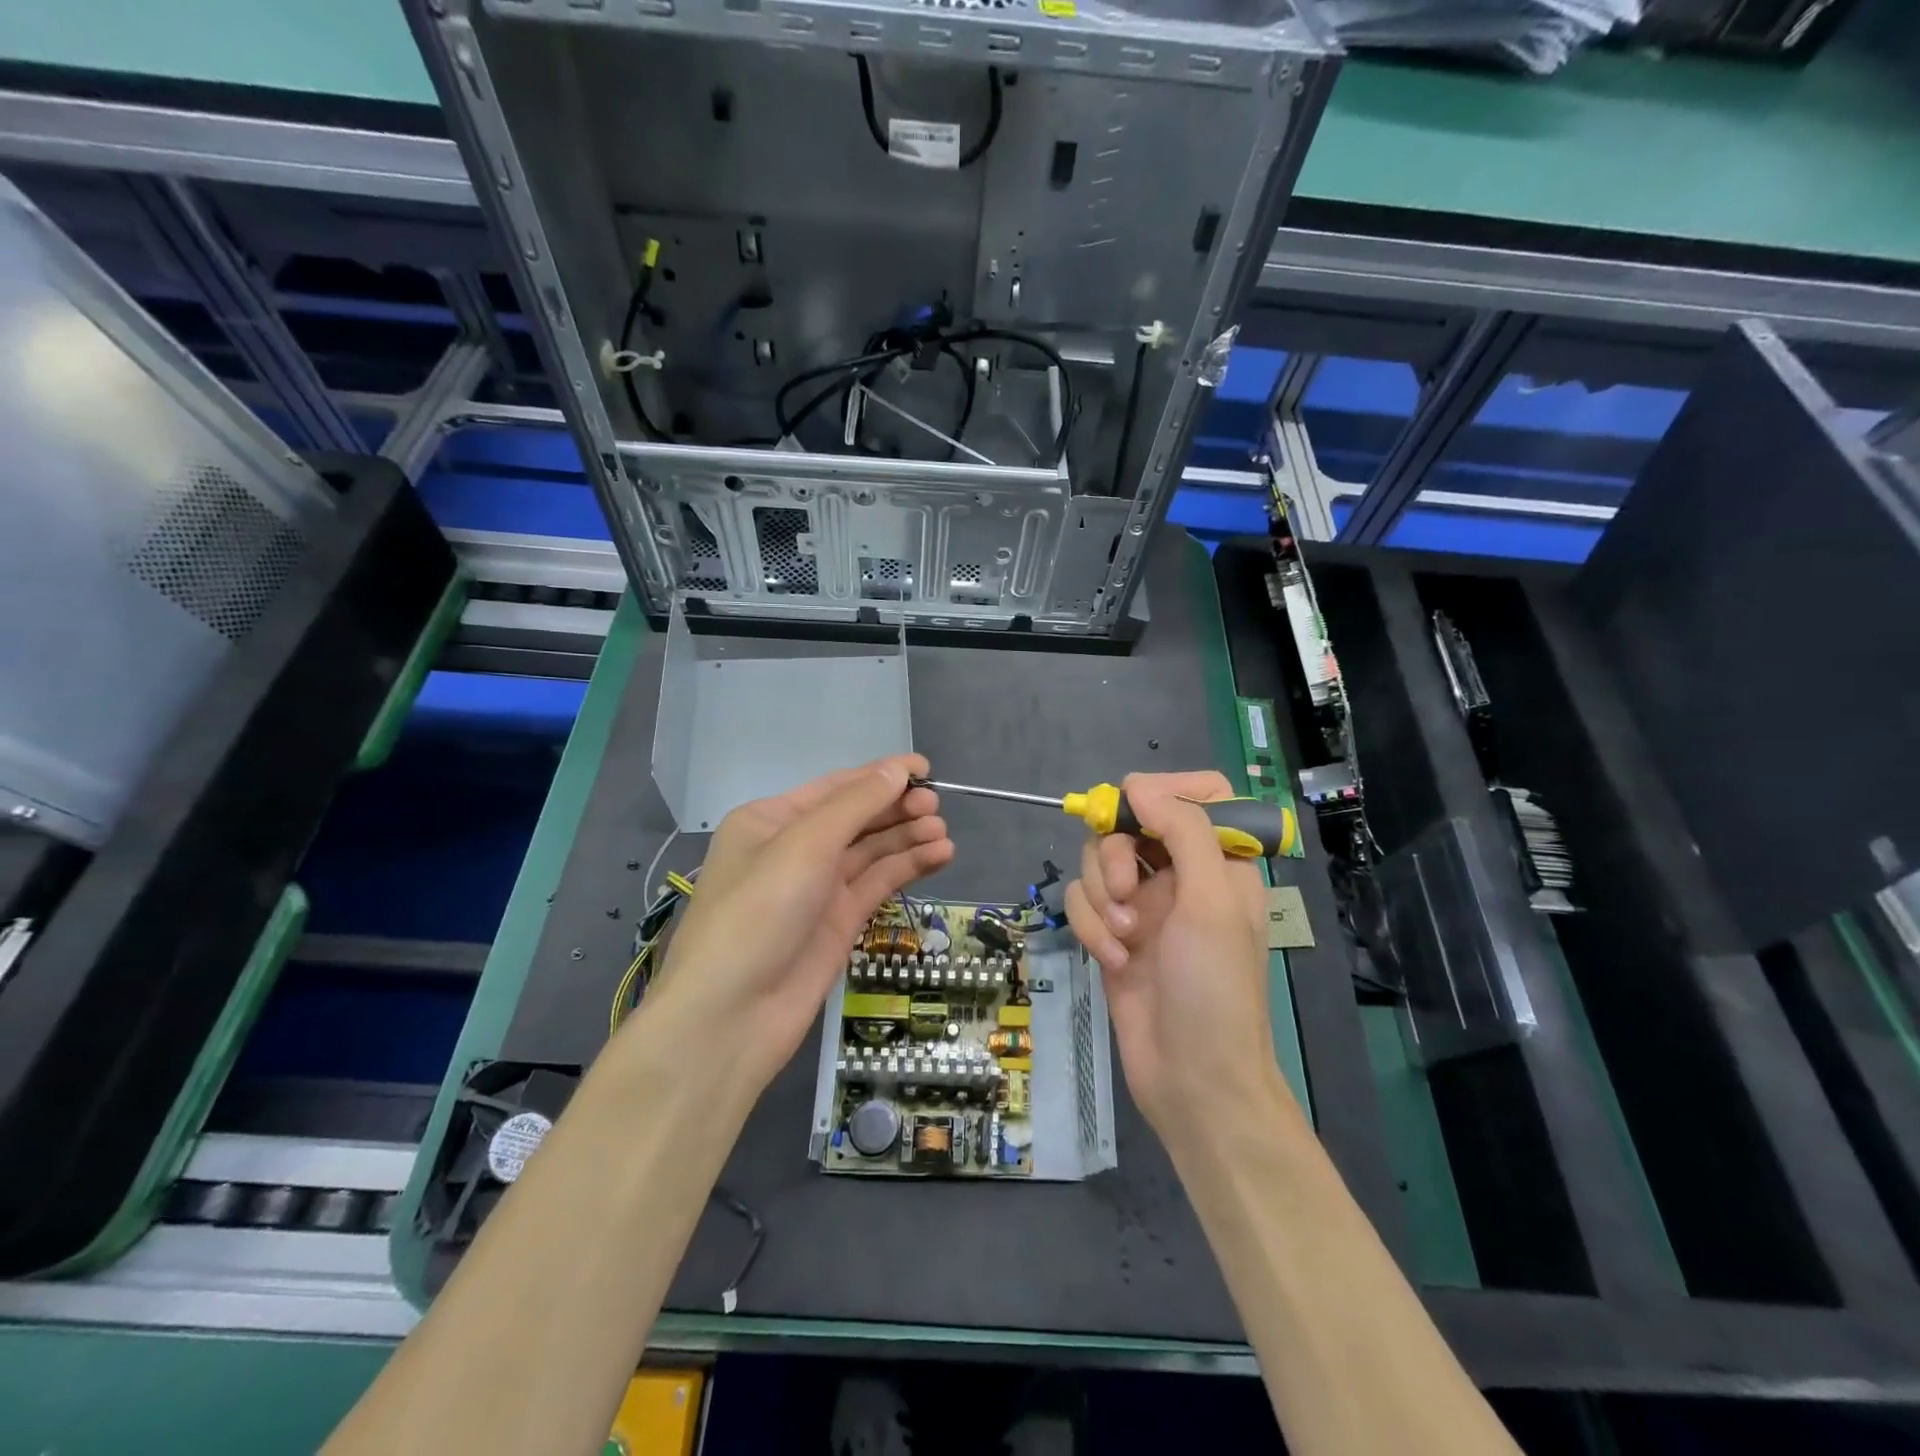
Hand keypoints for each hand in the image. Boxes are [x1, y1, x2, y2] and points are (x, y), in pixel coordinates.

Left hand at [639, 754, 952, 1091]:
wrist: (731, 1016)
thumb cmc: (758, 912)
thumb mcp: (804, 845)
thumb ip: (856, 804)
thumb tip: (899, 768)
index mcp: (771, 820)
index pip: (835, 787)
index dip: (881, 775)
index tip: (926, 769)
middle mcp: (794, 849)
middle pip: (856, 818)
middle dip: (896, 808)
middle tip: (936, 807)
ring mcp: (817, 888)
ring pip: (870, 852)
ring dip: (906, 838)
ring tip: (943, 834)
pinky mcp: (838, 922)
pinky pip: (878, 884)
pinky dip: (907, 868)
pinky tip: (939, 856)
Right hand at [1064, 771, 1282, 1141]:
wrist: (1193, 1080)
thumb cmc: (1215, 988)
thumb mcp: (1212, 902)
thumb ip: (1183, 832)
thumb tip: (1138, 785)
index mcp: (1220, 862)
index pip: (1199, 795)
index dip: (1164, 791)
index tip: (1133, 808)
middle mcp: (1180, 876)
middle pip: (1130, 825)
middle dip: (1115, 855)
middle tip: (1124, 891)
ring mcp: (1143, 906)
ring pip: (1098, 863)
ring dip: (1100, 898)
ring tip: (1122, 938)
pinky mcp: (1112, 935)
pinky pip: (1083, 904)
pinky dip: (1092, 929)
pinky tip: (1113, 961)